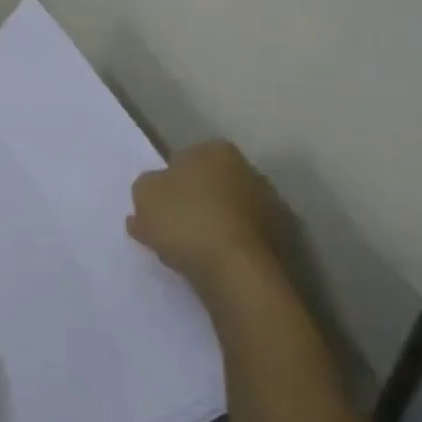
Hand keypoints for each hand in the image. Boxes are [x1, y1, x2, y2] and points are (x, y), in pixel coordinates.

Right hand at [128, 140, 287, 293]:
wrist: (237, 270)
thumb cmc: (186, 220)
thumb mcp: (144, 193)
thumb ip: (146, 185)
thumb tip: (156, 188)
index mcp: (216, 151)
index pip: (182, 160)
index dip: (164, 183)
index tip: (153, 205)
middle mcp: (248, 170)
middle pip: (205, 186)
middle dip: (187, 203)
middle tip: (164, 228)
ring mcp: (268, 205)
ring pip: (221, 213)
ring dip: (204, 226)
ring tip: (179, 251)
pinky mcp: (277, 239)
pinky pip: (235, 238)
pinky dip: (220, 246)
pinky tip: (203, 262)